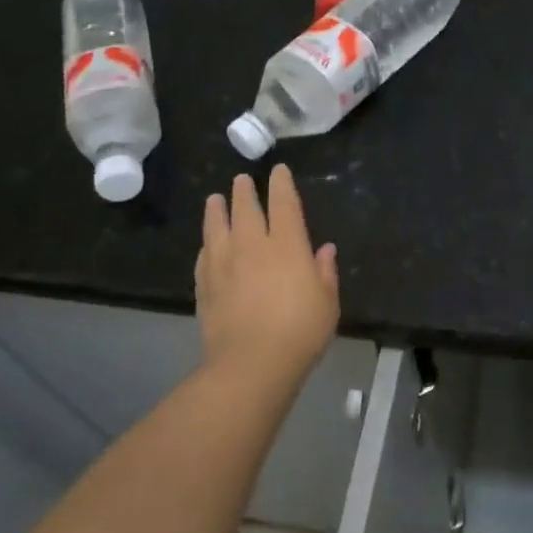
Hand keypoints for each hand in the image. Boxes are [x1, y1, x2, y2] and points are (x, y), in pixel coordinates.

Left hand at [195, 166, 339, 388]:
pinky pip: (204, 256)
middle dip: (245, 190)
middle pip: (246, 208)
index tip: (278, 170)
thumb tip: (324, 250)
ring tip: (214, 199)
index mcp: (287, 245)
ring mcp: (224, 263)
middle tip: (242, 179)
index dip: (282, 184)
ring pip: (217, 226)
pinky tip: (207, 244)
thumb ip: (324, 272)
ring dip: (217, 209)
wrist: (252, 363)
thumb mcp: (327, 302)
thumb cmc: (300, 331)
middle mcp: (253, 245)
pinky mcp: (205, 285)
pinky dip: (207, 244)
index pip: (284, 203)